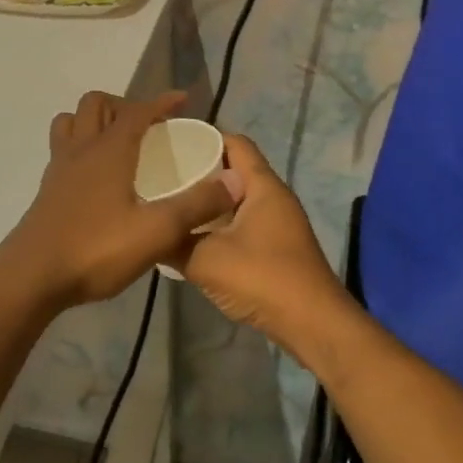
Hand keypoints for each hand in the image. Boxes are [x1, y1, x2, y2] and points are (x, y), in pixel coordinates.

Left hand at [0, 91, 241, 307]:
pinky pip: (63, 149)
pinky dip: (81, 146)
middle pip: (96, 104)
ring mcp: (59, 168)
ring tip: (118, 142)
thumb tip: (234, 182)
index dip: (162, 102)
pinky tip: (97, 176)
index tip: (183, 100)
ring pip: (71, 122)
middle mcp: (82, 149)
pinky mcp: (47, 190)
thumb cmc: (95, 249)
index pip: (138, 111)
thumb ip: (196, 206)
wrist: (31, 277)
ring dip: (94, 120)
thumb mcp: (156, 231)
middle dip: (125, 105)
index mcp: (109, 150)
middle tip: (148, 126)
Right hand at [175, 134, 351, 360]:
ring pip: (238, 200)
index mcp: (263, 186)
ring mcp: (278, 224)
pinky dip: (220, 224)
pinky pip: (243, 223)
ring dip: (209, 201)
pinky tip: (193, 237)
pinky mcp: (277, 248)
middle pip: (235, 170)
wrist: (313, 325)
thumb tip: (149, 234)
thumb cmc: (263, 279)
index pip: (235, 143)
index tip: (171, 141)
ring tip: (172, 204)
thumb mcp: (206, 260)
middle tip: (163, 174)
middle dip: (201, 170)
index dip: (205, 137)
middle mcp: (274, 197)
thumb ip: (174, 243)